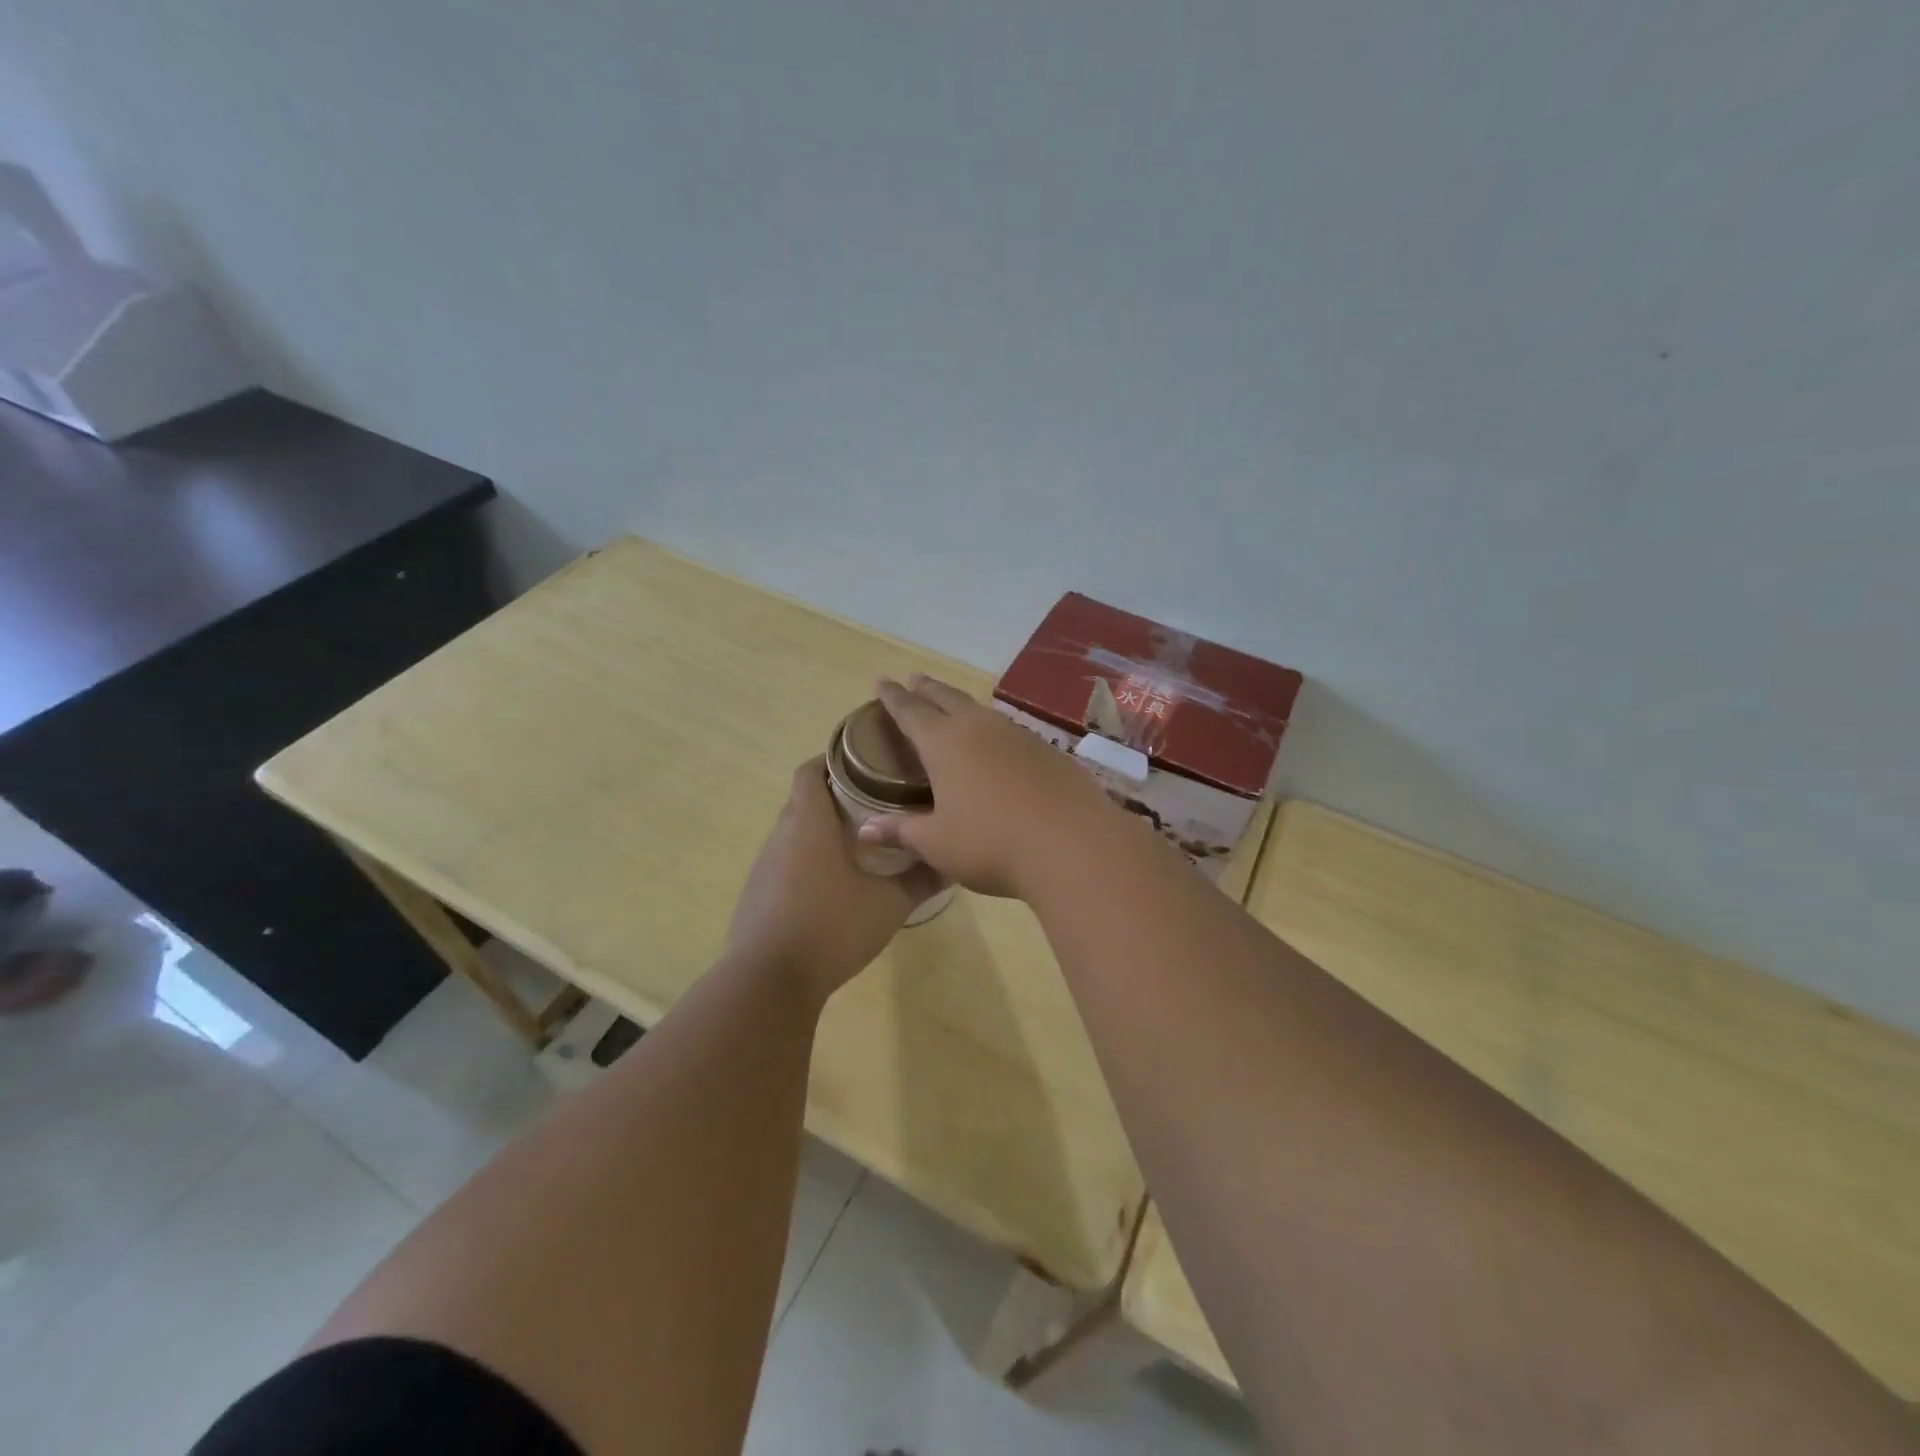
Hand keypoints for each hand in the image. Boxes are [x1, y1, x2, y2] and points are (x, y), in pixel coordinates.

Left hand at [728, 757, 939, 1001]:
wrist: (769, 982)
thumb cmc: (832, 928)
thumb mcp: (888, 905)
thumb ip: (920, 880)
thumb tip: (951, 862)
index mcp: (809, 824)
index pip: (810, 771)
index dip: (832, 758)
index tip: (864, 760)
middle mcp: (781, 836)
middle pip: (804, 800)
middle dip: (835, 795)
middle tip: (874, 801)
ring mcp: (764, 867)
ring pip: (794, 833)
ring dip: (820, 831)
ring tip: (858, 842)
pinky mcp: (756, 895)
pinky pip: (784, 863)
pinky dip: (806, 861)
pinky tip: (831, 886)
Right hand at [858, 675, 1119, 897]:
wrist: (1072, 844)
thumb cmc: (991, 843)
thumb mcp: (937, 843)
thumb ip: (901, 832)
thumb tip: (865, 829)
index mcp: (945, 743)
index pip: (910, 711)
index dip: (892, 697)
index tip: (881, 681)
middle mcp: (980, 728)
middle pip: (947, 698)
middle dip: (927, 689)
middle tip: (914, 679)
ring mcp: (1018, 735)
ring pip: (982, 711)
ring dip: (961, 705)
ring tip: (953, 706)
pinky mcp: (1048, 750)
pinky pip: (1010, 730)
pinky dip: (993, 729)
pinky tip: (998, 744)